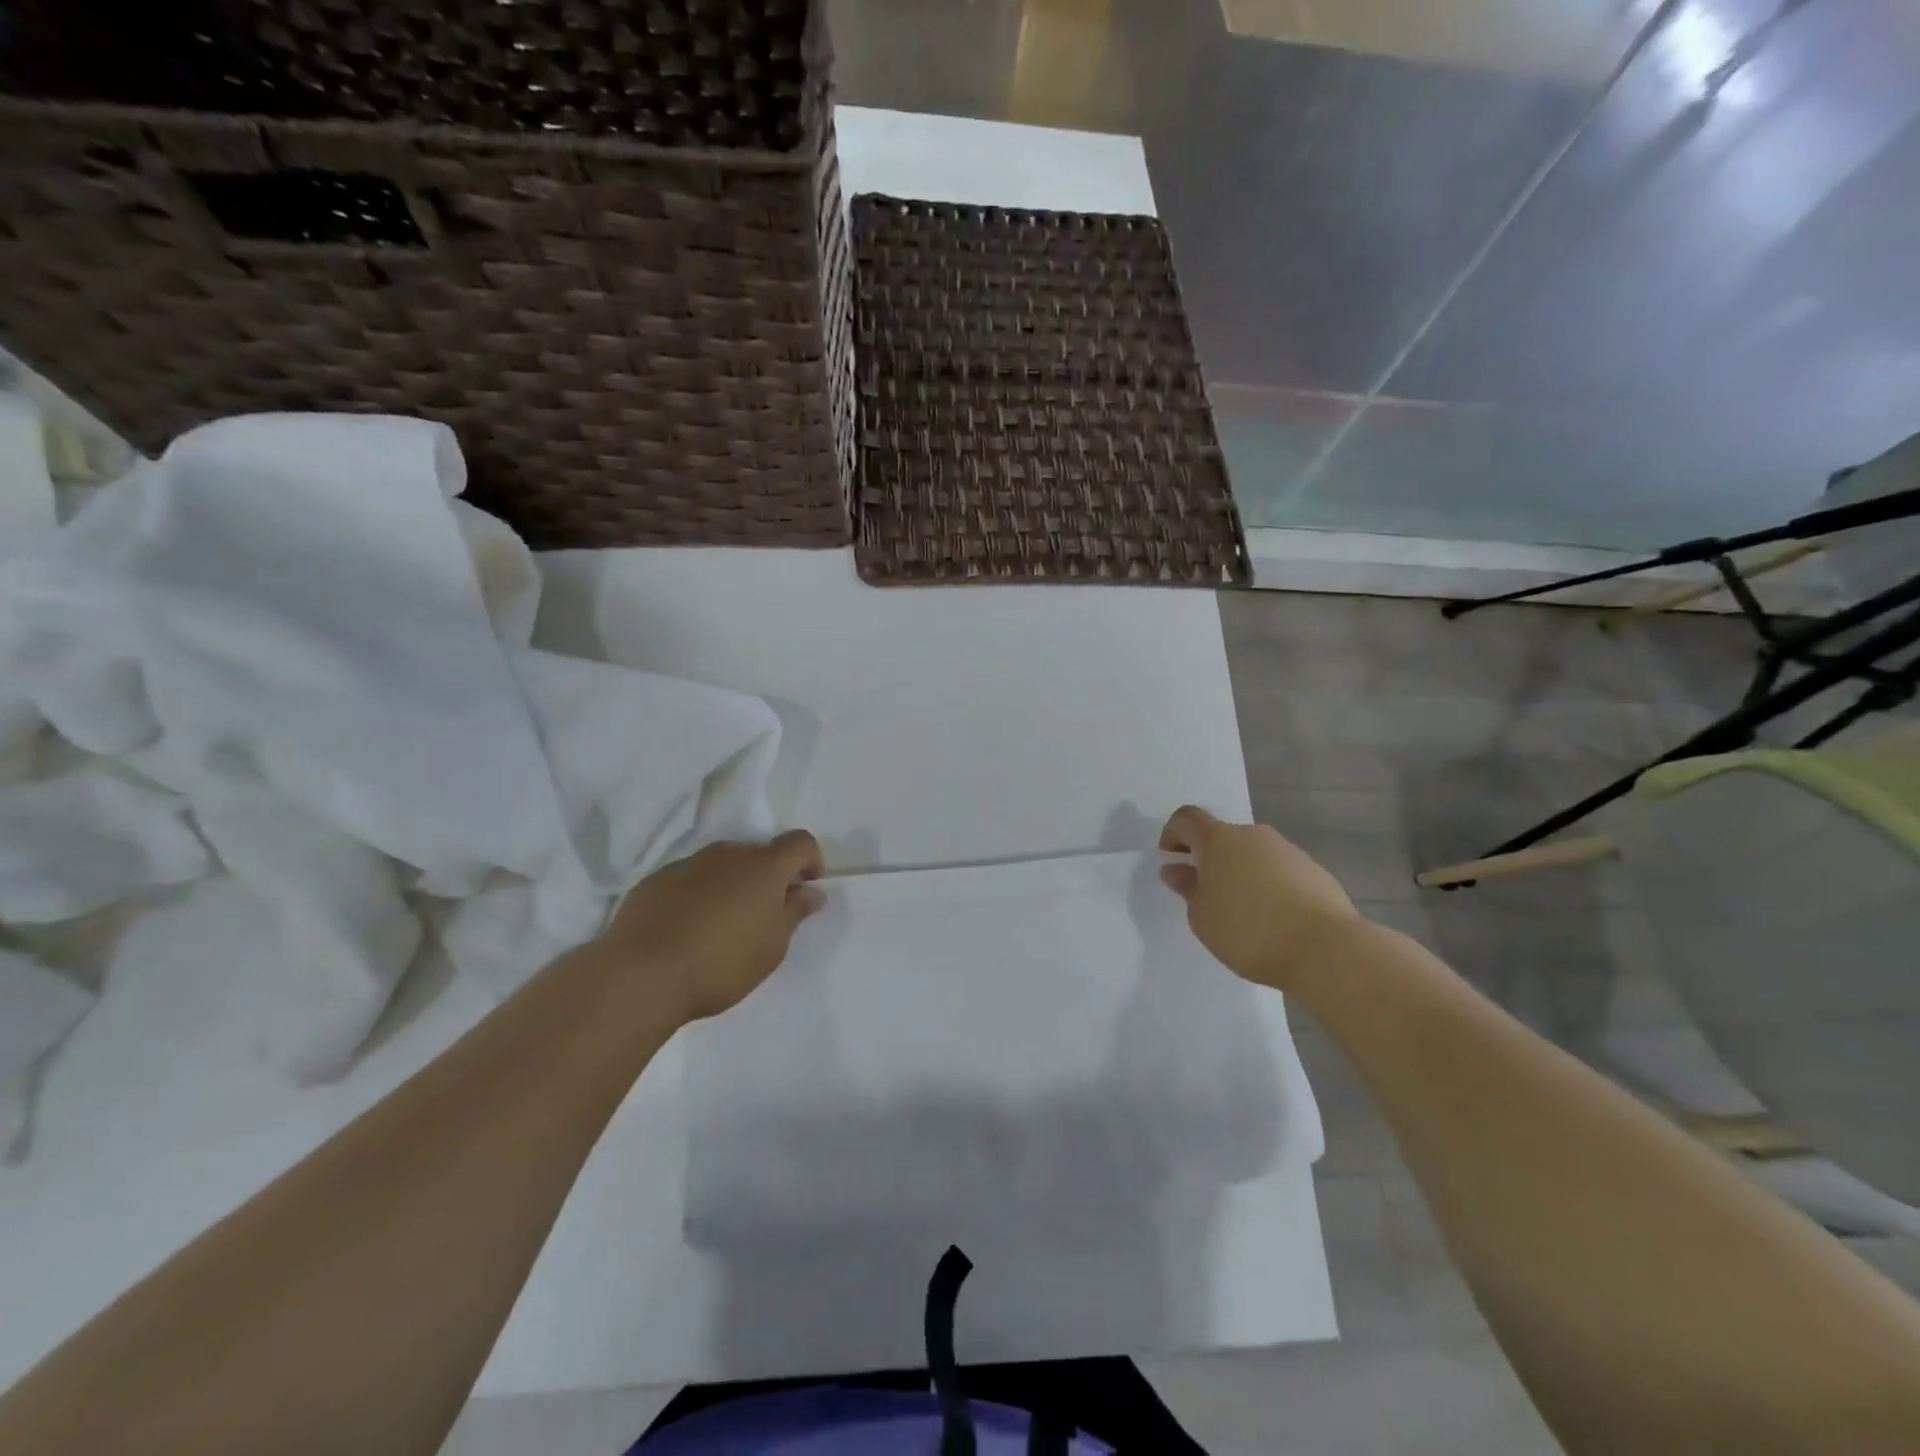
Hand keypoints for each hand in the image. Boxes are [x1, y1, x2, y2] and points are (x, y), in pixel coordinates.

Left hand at [599, 831, 825, 1024]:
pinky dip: (698, 895)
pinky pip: (689, 880)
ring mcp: (688, 864)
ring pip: (722, 866)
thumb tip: (811, 891)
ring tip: (721, 927)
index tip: (805, 888)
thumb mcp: (772, 946)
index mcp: (763, 866)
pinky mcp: (655, 880)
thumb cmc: (721, 963)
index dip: (810, 860)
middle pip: (758, 854)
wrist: (641, 974)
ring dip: (732, 886)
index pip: (800, 842)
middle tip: (763, 916)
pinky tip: (687, 930)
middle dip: (768, 878)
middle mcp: (727, 854)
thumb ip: (795, 912)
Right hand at [1159, 806, 1364, 993]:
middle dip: (1207, 858)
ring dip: (1238, 872)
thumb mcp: (1202, 917)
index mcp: (1219, 840)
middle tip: (1204, 893)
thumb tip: (1177, 869)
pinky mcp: (1314, 870)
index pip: (1186, 818)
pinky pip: (1278, 870)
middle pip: (1221, 836)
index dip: (1172, 835)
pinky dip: (1267, 885)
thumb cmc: (1249, 931)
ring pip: (1252, 853)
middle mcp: (1253, 835)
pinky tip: (1272, 919)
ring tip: (1240, 912)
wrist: (1326, 949)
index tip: (1171, 862)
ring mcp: (1287, 850)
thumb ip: (1187, 889)